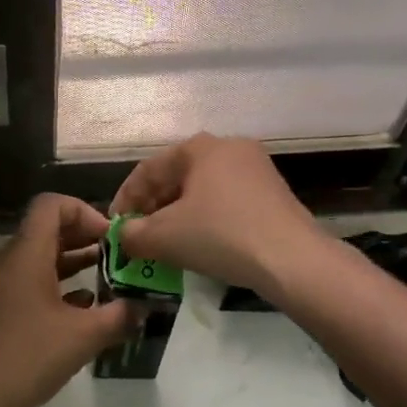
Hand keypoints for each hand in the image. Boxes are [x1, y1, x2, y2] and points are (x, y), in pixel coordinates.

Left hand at [0, 194, 138, 406]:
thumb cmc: (27, 355)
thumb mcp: (82, 336)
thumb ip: (118, 317)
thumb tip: (144, 306)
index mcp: (26, 252)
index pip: (52, 204)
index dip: (84, 211)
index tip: (110, 237)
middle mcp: (10, 259)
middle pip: (48, 229)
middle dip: (85, 237)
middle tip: (117, 256)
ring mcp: (1, 284)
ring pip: (41, 257)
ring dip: (74, 262)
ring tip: (108, 278)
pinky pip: (31, 281)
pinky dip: (58, 285)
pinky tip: (83, 308)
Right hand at [110, 134, 328, 295]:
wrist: (292, 259)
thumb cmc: (221, 235)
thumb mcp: (165, 237)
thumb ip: (134, 234)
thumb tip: (122, 237)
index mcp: (200, 147)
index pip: (149, 169)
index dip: (125, 198)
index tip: (114, 227)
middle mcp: (229, 147)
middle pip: (177, 176)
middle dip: (152, 206)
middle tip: (138, 235)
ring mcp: (256, 169)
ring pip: (202, 190)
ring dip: (178, 214)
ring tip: (165, 242)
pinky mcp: (273, 194)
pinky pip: (226, 201)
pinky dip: (205, 219)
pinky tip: (199, 243)